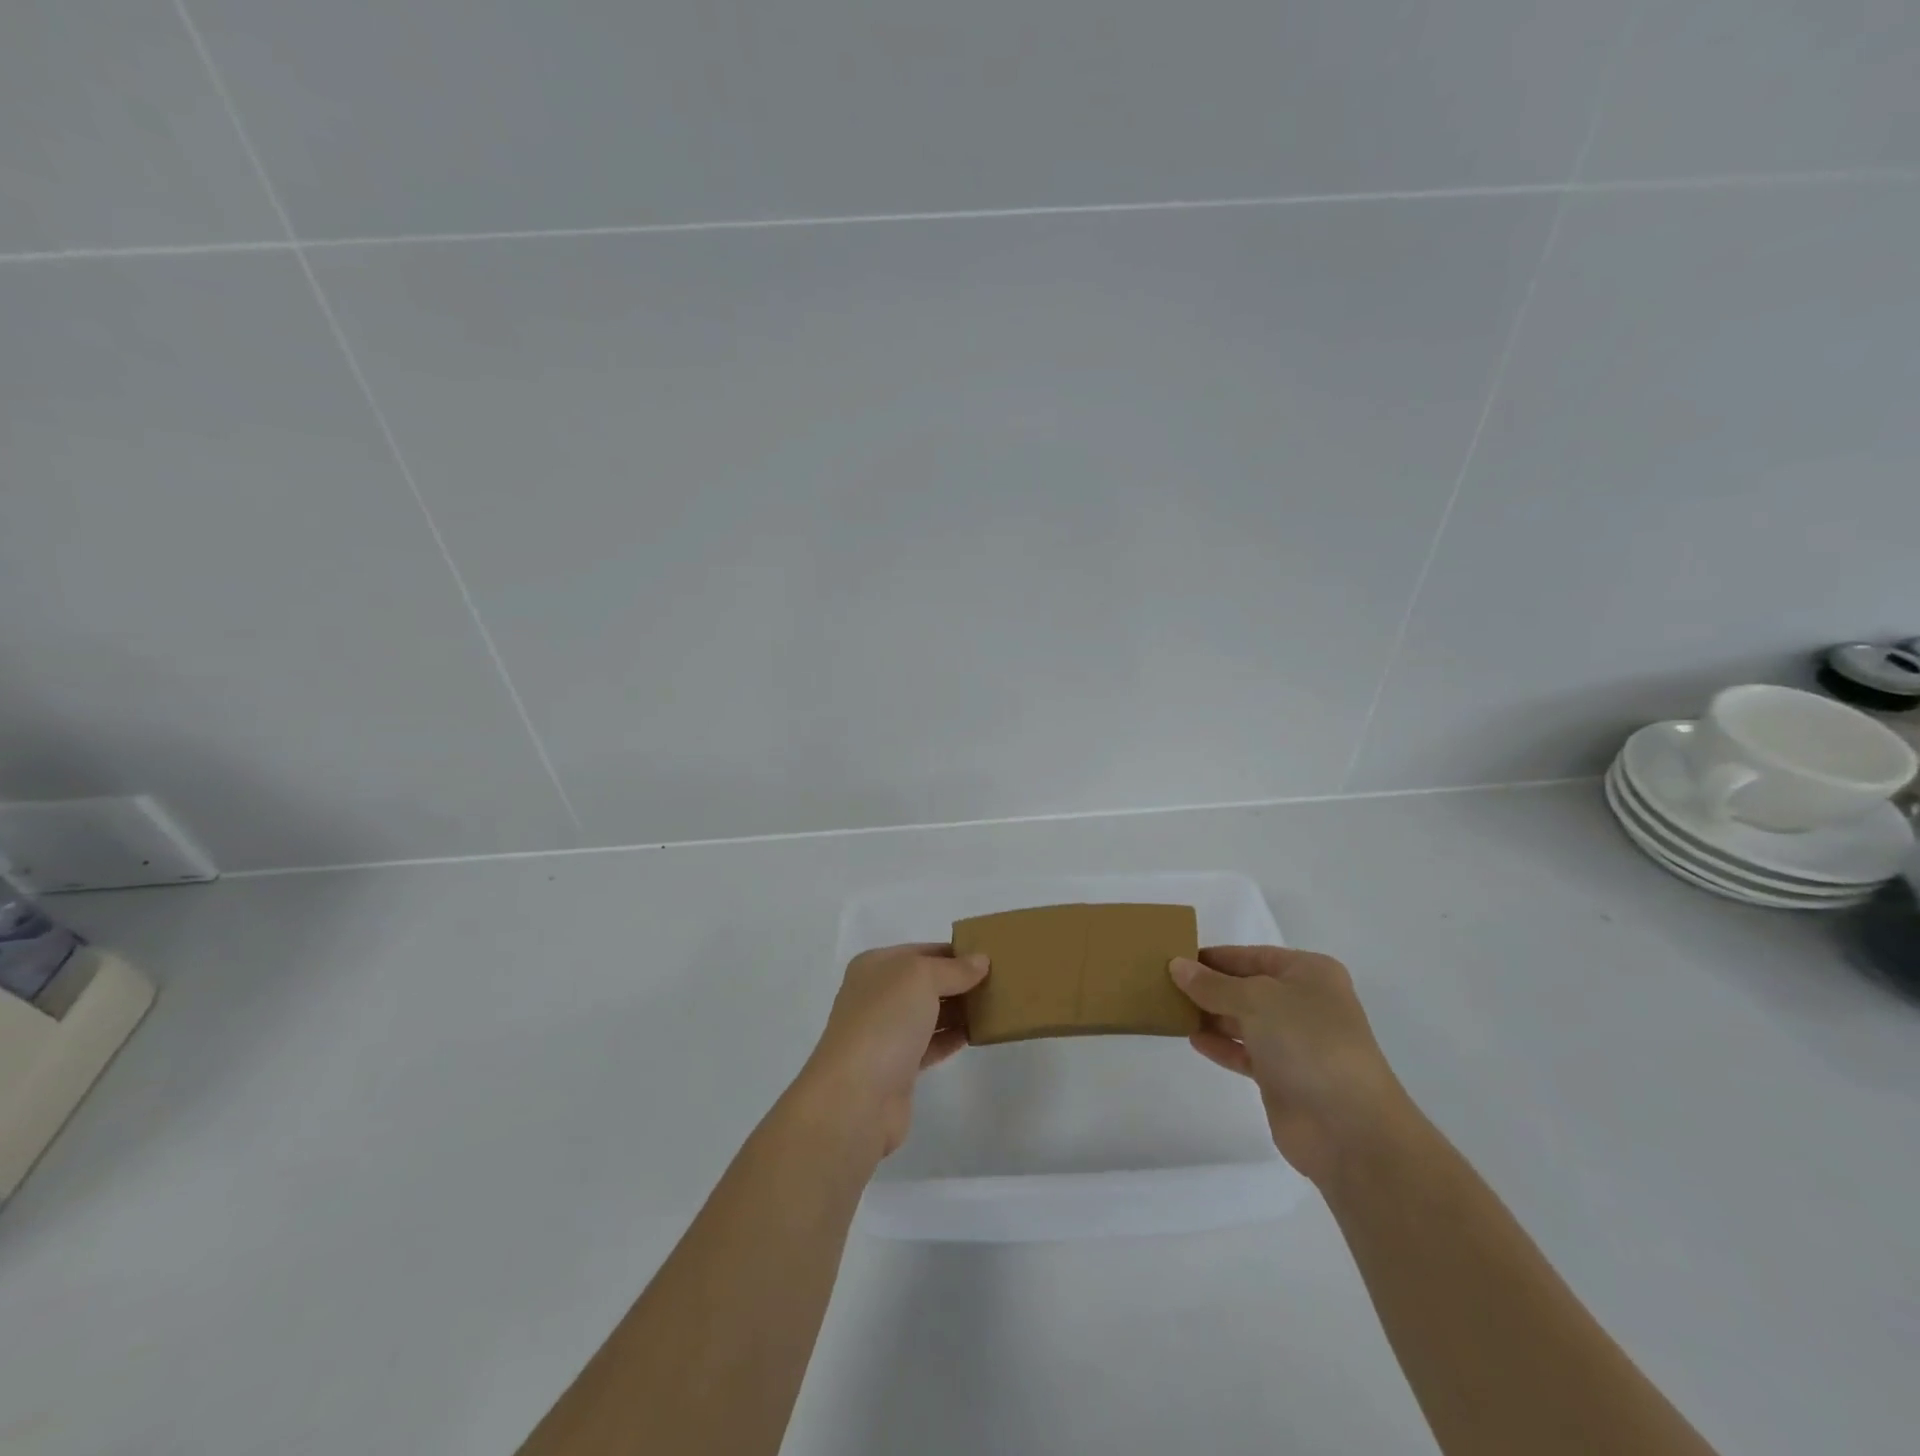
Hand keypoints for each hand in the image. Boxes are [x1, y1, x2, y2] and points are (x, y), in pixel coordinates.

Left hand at [796, 943, 989, 1158]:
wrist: (857, 1097)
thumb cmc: (885, 1021)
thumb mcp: (921, 978)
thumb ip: (953, 969)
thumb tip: (981, 960)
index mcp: (875, 967)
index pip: (921, 951)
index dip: (954, 952)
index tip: (989, 956)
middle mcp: (877, 996)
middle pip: (925, 982)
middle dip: (959, 981)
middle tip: (999, 981)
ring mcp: (885, 1033)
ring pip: (929, 1014)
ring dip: (959, 1010)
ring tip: (996, 1006)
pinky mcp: (898, 1068)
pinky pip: (931, 1044)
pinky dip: (952, 1038)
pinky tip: (978, 1034)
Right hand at [1171, 946, 1408, 1185]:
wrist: (1348, 1128)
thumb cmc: (1307, 1043)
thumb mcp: (1255, 999)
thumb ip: (1213, 984)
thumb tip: (1177, 966)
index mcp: (1309, 973)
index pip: (1252, 955)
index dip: (1215, 956)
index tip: (1174, 957)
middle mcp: (1304, 1003)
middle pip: (1247, 986)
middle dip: (1209, 986)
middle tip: (1164, 983)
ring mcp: (1296, 1042)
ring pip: (1244, 1020)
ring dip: (1211, 1015)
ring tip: (1170, 1009)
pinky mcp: (1284, 1077)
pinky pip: (1244, 1051)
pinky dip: (1220, 1045)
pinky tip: (1192, 1039)